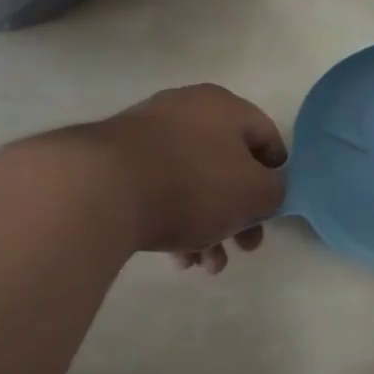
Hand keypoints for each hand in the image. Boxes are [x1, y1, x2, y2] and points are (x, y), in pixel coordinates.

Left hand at [82, 85, 287, 272]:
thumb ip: (276, 192)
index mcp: (224, 106)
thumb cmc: (193, 185)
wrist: (95, 193)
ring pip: (193, 184)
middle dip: (239, 214)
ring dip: (208, 227)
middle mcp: (185, 111)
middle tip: (244, 246)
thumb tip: (267, 192)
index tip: (272, 211)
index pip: (267, 138)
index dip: (278, 177)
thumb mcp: (255, 193)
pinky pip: (158, 190)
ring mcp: (144, 134)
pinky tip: (176, 258)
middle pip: (228, 166)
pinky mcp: (112, 162)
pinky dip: (173, 221)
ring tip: (205, 266)